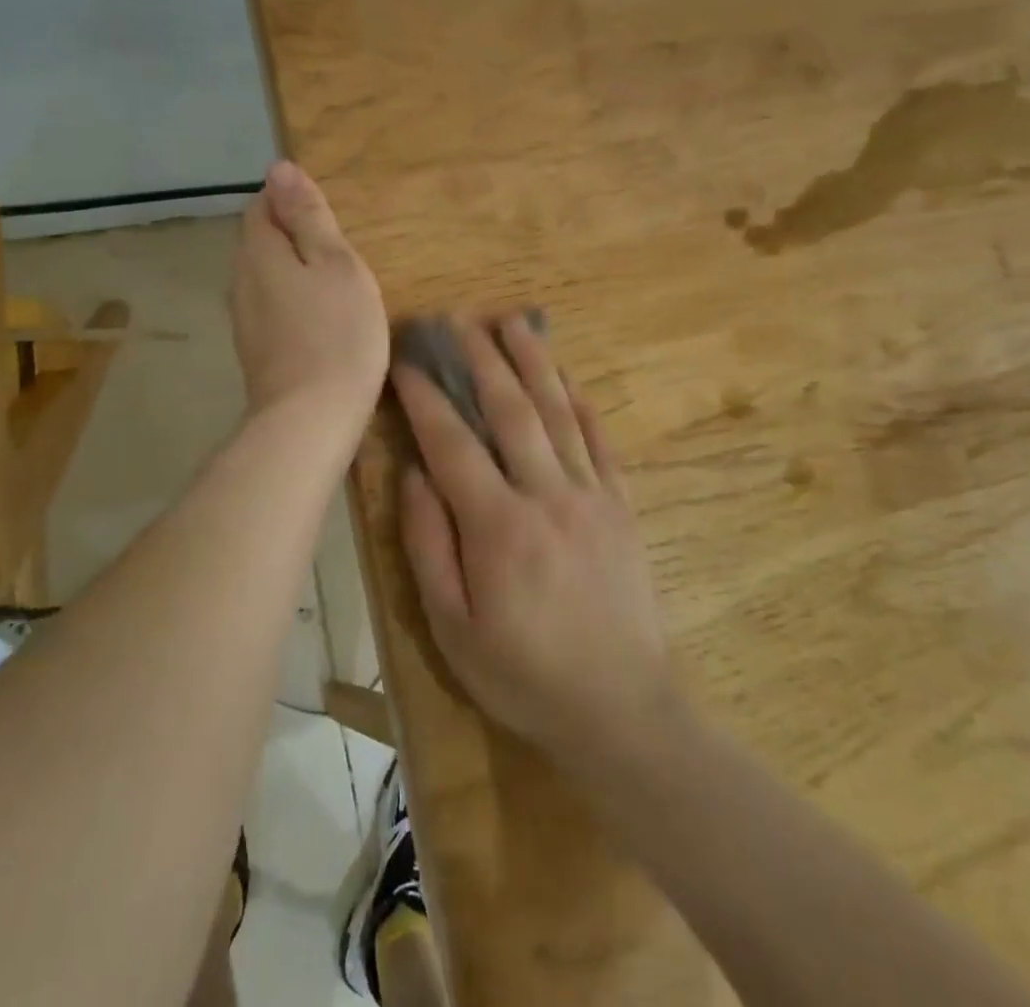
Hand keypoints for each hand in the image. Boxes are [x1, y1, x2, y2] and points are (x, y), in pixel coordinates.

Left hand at [231, 161, 387, 419]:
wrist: (310, 419)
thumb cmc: (337, 334)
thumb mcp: (336, 265)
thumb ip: (308, 217)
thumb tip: (280, 169)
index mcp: (259, 252)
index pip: (261, 205)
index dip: (290, 201)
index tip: (327, 218)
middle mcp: (240, 280)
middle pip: (259, 240)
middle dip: (291, 236)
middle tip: (337, 250)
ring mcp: (243, 319)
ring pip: (264, 276)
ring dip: (292, 271)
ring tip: (332, 283)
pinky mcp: (254, 349)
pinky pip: (269, 307)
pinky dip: (291, 301)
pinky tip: (318, 319)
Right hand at [393, 314, 673, 760]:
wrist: (620, 709)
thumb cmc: (522, 674)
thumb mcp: (451, 627)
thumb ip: (428, 544)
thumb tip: (413, 474)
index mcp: (497, 526)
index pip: (452, 443)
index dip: (426, 397)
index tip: (407, 361)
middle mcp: (546, 495)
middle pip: (510, 410)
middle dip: (482, 359)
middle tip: (460, 319)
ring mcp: (591, 496)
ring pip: (559, 413)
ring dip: (534, 362)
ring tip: (515, 322)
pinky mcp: (622, 506)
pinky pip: (600, 441)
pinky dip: (582, 403)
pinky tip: (568, 377)